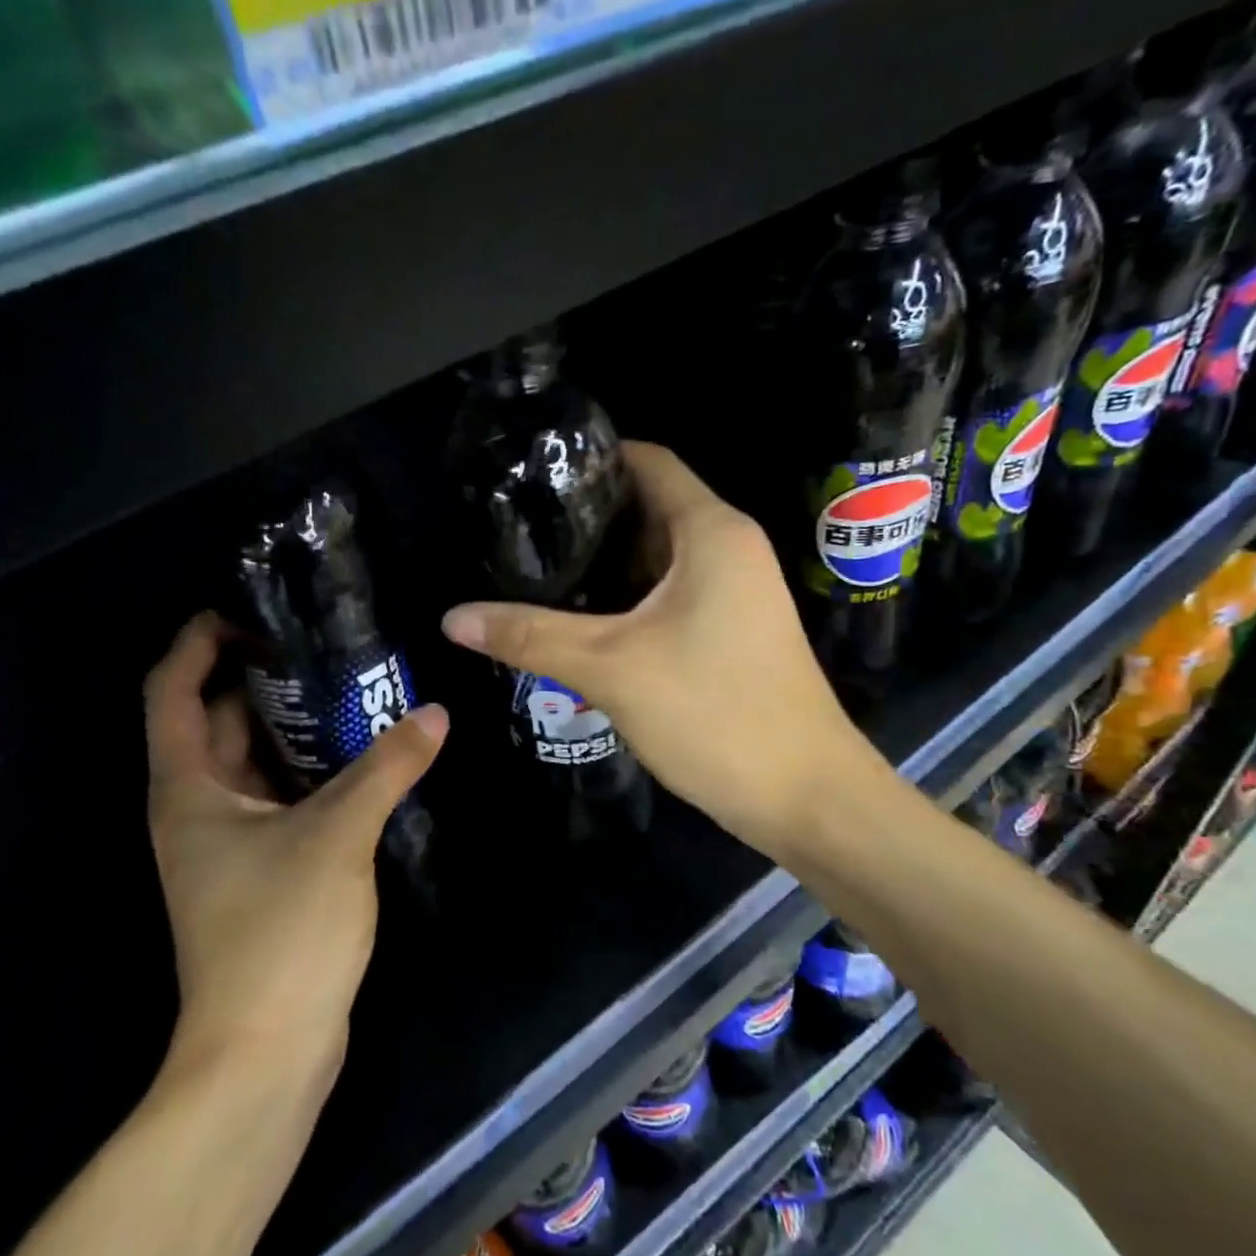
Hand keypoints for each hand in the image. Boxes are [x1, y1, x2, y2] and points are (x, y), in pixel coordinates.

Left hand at [144, 614, 447, 1067]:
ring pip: (252, 762)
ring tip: (348, 686)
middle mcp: (197, 808)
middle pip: (217, 720)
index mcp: (189, 788)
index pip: (173, 690)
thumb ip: (386, 769)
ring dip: (290, 725)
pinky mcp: (258, 871)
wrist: (265, 1052)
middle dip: (259, 677)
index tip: (249, 611)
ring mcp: (227, 844)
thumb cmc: (280, 933)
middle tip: (321, 643)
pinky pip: (278, 798)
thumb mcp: (337, 837)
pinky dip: (308, 770)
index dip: (199, 642)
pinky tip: (359, 756)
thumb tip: (433, 714)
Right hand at [440, 442, 890, 859]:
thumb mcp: (611, 669)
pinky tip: (579, 620)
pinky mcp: (730, 633)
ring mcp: (735, 594)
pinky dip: (626, 599)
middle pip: (649, 508)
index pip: (648, 462)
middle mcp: (730, 549)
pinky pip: (669, 596)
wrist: (805, 797)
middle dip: (586, 516)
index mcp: (712, 532)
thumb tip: (451, 617)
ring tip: (534, 569)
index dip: (593, 457)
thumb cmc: (714, 713)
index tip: (532, 472)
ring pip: (657, 559)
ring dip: (603, 564)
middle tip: (518, 528)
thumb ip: (530, 636)